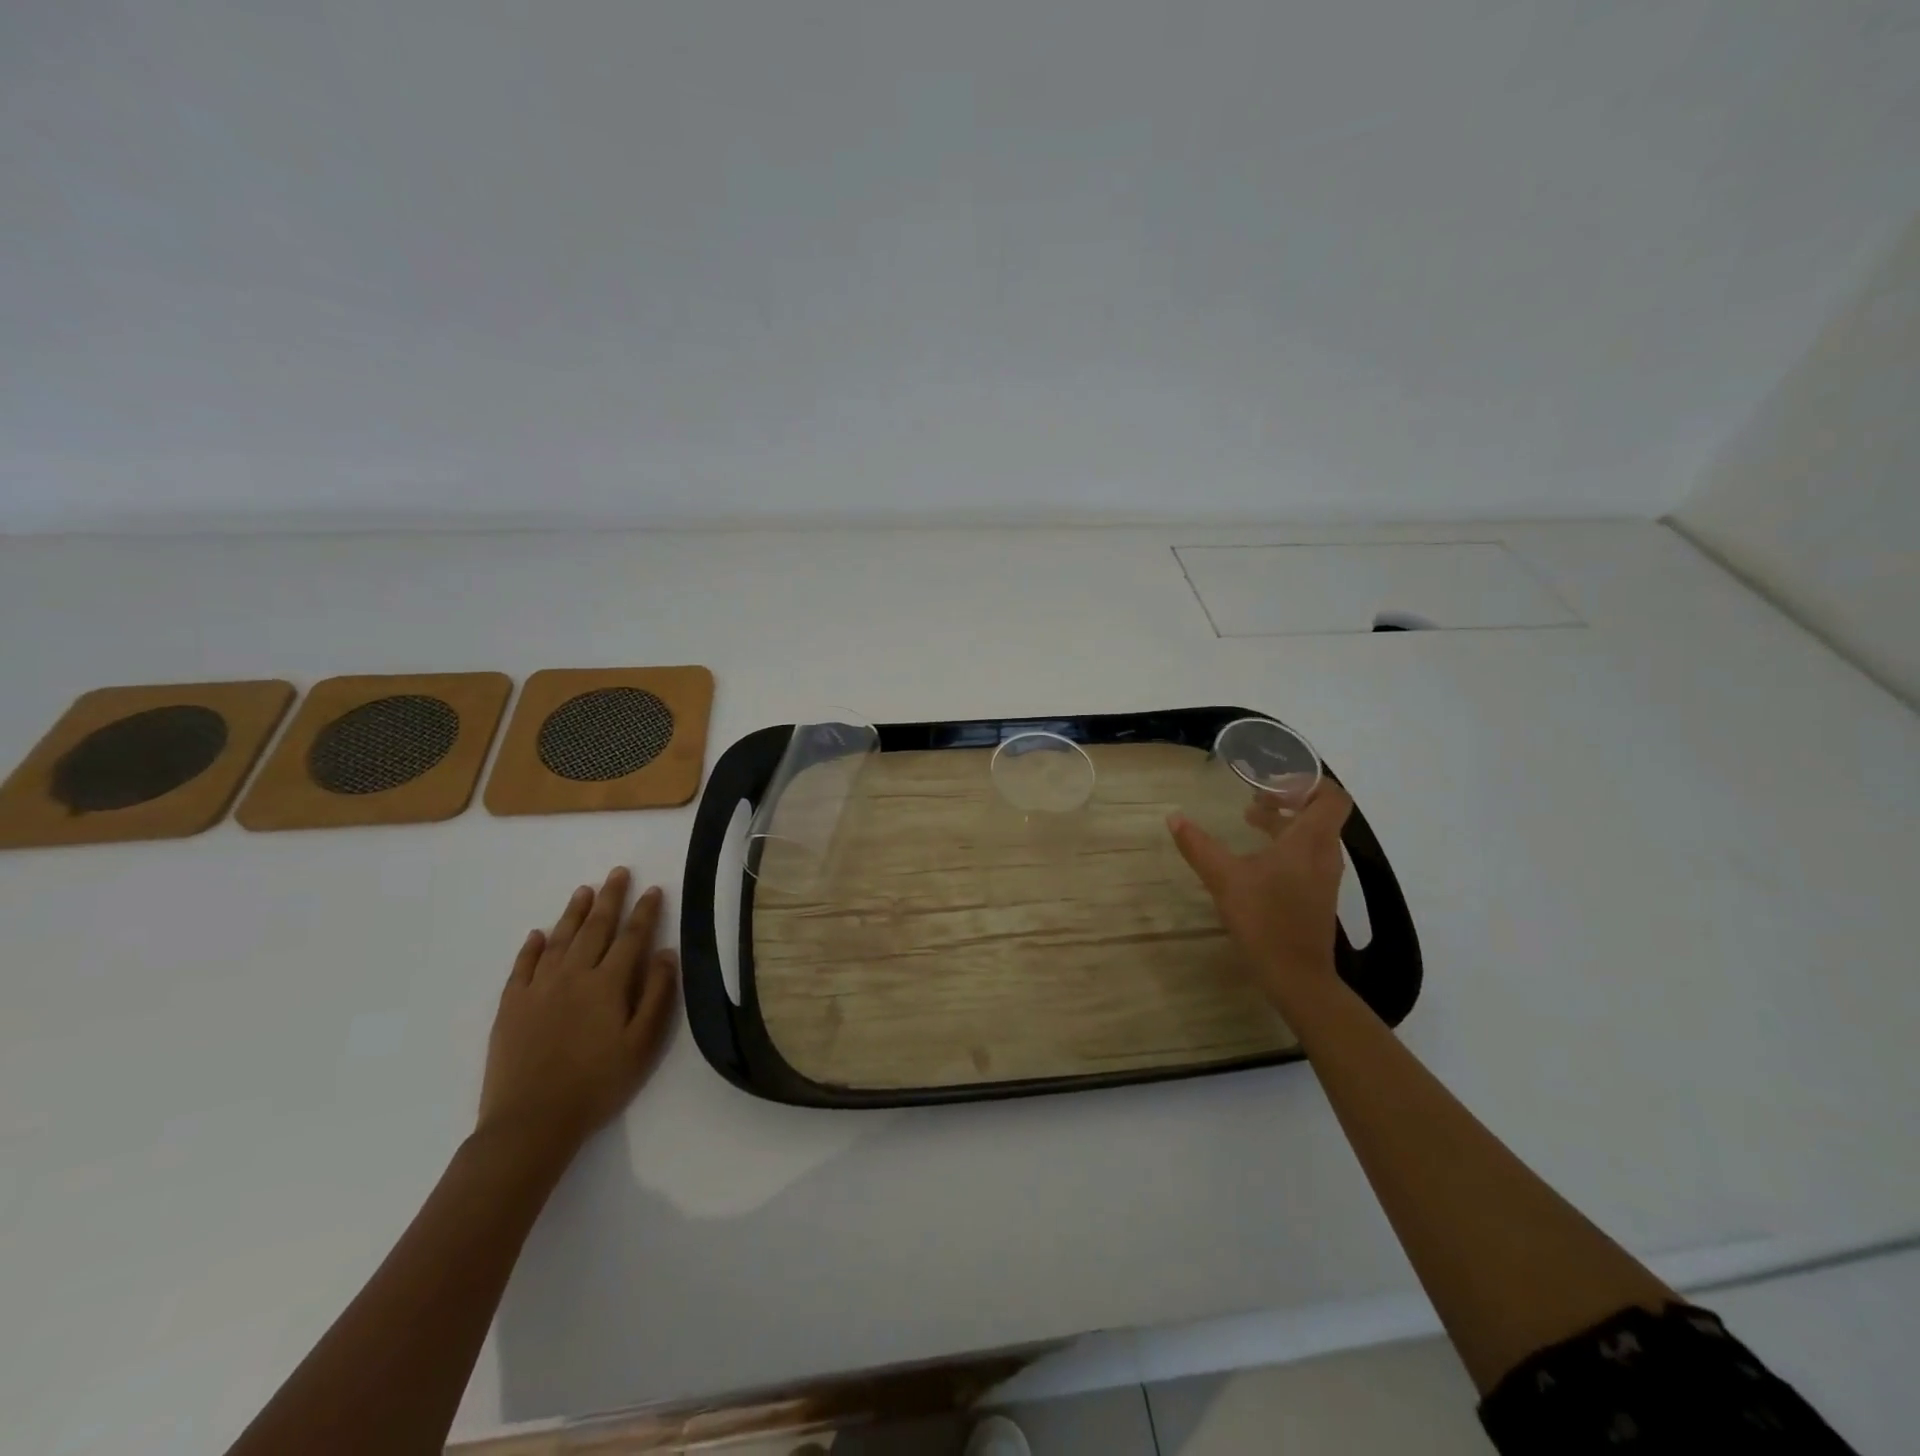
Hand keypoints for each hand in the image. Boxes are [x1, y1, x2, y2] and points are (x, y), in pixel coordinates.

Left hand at [477, 867, 678, 1155]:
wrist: (531, 1122)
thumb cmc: (597, 1084)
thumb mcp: (641, 1044)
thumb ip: (655, 995)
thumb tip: (664, 953)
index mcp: (608, 984)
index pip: (631, 937)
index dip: (644, 911)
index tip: (653, 889)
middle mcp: (573, 975)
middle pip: (595, 928)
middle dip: (610, 898)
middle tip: (618, 872)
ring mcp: (538, 989)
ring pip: (559, 939)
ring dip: (574, 913)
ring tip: (585, 891)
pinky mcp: (511, 1006)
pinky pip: (522, 966)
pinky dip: (531, 947)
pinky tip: (538, 934)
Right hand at [1167, 781, 1353, 1009]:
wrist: (1296, 976)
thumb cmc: (1264, 919)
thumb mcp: (1224, 878)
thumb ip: (1198, 845)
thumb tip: (1174, 817)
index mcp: (1310, 841)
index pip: (1331, 797)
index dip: (1308, 782)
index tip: (1274, 782)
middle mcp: (1324, 854)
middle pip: (1319, 814)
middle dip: (1288, 801)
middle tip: (1254, 799)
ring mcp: (1324, 877)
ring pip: (1312, 836)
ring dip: (1285, 824)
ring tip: (1250, 823)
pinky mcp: (1318, 896)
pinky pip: (1308, 857)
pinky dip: (1286, 846)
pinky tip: (1257, 860)